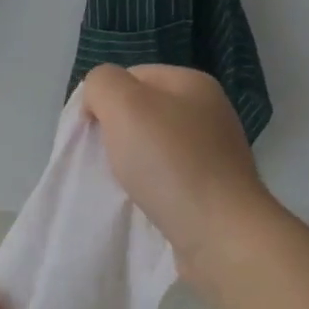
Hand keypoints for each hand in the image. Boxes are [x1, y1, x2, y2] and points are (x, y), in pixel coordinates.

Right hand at [80, 64, 278, 273]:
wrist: (219, 232)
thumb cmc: (170, 163)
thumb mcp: (124, 106)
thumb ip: (102, 85)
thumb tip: (98, 98)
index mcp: (192, 83)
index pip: (133, 76)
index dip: (104, 100)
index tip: (90, 134)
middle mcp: (209, 111)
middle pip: (145, 112)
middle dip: (117, 133)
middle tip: (104, 160)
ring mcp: (214, 151)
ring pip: (156, 147)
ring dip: (133, 163)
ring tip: (122, 184)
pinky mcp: (213, 188)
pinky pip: (170, 177)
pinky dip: (152, 187)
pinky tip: (145, 201)